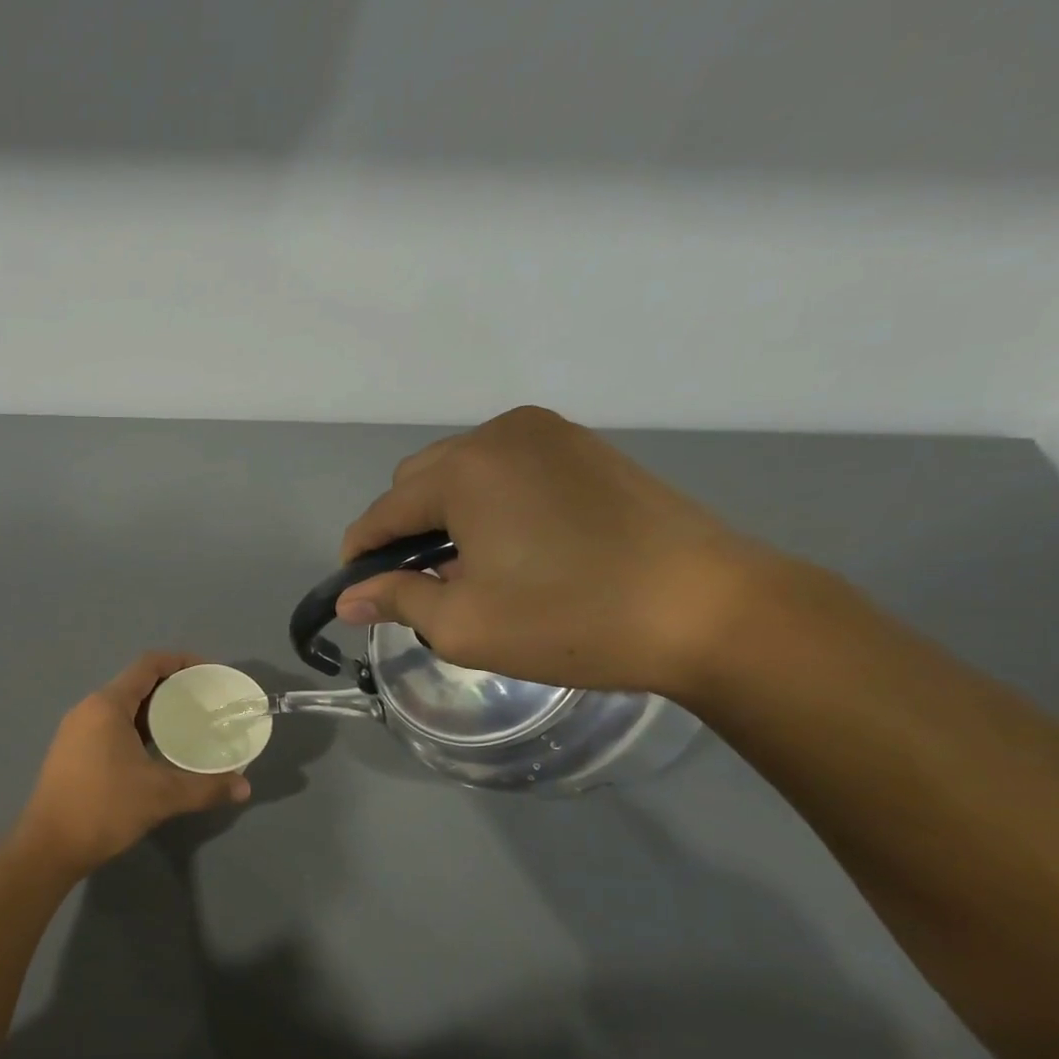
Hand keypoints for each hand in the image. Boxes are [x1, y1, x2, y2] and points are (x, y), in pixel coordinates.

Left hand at [14, 653, 252, 877]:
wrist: (48, 847)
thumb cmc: (104, 809)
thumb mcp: (161, 796)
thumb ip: (206, 787)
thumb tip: (244, 787)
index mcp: (107, 705)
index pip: (149, 665)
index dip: (182, 662)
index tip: (210, 675)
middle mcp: (88, 709)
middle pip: (136, 684)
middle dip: (173, 689)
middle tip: (206, 705)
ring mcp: (76, 730)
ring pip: (123, 708)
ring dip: (155, 712)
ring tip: (188, 726)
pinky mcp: (72, 751)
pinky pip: (111, 726)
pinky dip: (137, 729)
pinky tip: (157, 751)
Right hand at [337, 406, 769, 695]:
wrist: (710, 610)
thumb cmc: (571, 619)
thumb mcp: (464, 624)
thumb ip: (396, 601)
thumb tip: (347, 601)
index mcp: (464, 470)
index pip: (383, 511)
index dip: (361, 554)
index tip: (357, 593)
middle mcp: (500, 434)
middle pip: (418, 481)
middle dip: (403, 530)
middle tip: (420, 584)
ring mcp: (549, 434)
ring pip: (462, 471)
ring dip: (445, 514)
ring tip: (466, 567)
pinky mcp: (585, 447)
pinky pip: (507, 469)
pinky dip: (488, 501)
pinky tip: (510, 544)